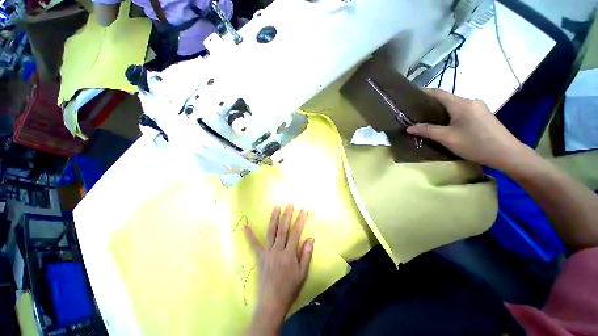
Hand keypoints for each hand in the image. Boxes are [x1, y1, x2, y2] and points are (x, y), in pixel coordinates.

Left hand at [244, 205, 314, 334]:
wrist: (272, 302)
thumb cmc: (290, 288)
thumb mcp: (302, 273)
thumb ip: (306, 254)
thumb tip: (311, 238)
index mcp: (289, 254)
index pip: (295, 233)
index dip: (300, 221)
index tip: (303, 211)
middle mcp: (277, 250)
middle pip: (282, 229)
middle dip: (286, 215)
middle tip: (289, 205)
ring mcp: (267, 253)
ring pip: (271, 232)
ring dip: (273, 219)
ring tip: (276, 208)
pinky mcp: (259, 257)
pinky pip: (254, 245)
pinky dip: (250, 235)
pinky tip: (245, 226)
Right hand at [407, 88, 530, 170]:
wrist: (507, 153)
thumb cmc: (475, 144)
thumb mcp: (447, 138)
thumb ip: (427, 131)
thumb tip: (409, 127)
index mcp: (460, 104)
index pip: (438, 93)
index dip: (423, 93)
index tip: (410, 96)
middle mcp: (470, 101)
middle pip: (446, 99)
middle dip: (430, 104)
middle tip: (415, 113)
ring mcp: (478, 107)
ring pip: (454, 106)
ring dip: (440, 111)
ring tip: (426, 120)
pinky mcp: (482, 115)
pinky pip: (461, 111)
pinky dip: (450, 115)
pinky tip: (445, 124)